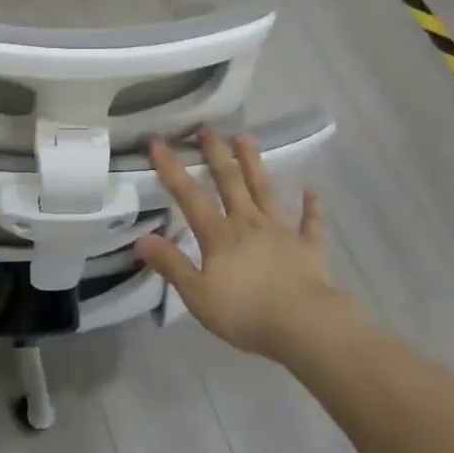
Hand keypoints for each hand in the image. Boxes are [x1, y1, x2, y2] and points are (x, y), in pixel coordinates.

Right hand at [133, 128, 345, 361]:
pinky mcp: (310, 248)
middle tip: (207, 127)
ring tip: (247, 137)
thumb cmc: (246, 312)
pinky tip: (312, 190)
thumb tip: (140, 238)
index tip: (158, 141)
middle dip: (216, 154)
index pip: (189, 196)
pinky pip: (310, 223)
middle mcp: (249, 224)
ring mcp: (282, 232)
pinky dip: (311, 207)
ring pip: (266, 191)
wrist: (305, 325)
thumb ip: (171, 264)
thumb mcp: (197, 294)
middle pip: (230, 182)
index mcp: (219, 236)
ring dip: (255, 164)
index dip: (172, 169)